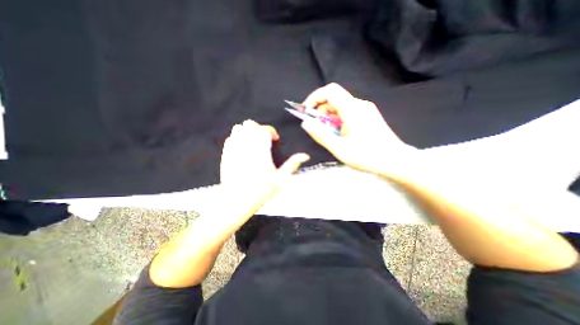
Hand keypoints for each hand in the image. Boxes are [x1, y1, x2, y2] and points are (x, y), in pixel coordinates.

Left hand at [219, 120, 310, 218]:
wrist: (236, 201)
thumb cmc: (260, 191)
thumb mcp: (280, 179)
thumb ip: (292, 165)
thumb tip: (305, 156)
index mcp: (261, 149)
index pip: (265, 129)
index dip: (271, 131)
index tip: (275, 138)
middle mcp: (246, 145)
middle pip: (250, 125)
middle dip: (259, 128)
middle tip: (265, 139)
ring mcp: (234, 148)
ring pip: (238, 128)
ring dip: (247, 131)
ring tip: (254, 141)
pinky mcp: (226, 154)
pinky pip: (230, 138)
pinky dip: (238, 138)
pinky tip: (243, 147)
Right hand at [298, 83, 417, 176]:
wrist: (396, 161)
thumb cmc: (367, 156)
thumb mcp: (339, 148)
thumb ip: (321, 135)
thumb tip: (306, 123)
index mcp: (352, 109)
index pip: (329, 91)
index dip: (314, 98)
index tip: (306, 112)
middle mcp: (359, 104)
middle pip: (334, 98)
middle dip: (321, 111)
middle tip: (317, 128)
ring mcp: (365, 109)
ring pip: (340, 106)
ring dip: (329, 117)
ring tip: (330, 135)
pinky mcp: (368, 116)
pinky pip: (348, 112)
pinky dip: (338, 120)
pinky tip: (340, 134)